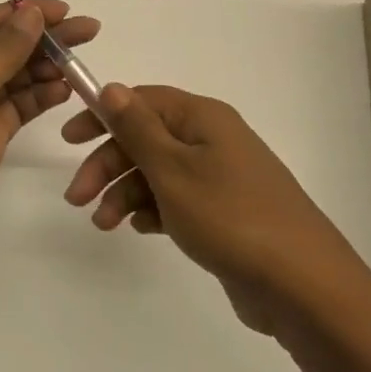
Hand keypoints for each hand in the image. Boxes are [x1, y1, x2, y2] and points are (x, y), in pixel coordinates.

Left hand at [0, 0, 101, 256]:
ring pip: (12, 77)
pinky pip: (16, 107)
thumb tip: (31, 12)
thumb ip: (4, 49)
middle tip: (88, 31)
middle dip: (42, 39)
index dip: (23, 12)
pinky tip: (66, 89)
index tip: (64, 9)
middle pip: (1, 47)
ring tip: (80, 62)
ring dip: (44, 68)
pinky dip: (39, 97)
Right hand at [62, 84, 360, 335]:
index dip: (102, 116)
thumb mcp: (172, 169)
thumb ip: (137, 128)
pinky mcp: (225, 212)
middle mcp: (212, 140)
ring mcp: (221, 177)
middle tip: (77, 198)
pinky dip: (153, 209)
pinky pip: (177, 199)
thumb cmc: (229, 217)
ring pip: (158, 172)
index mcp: (202, 118)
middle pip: (146, 139)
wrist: (301, 284)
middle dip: (108, 165)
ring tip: (105, 224)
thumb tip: (111, 87)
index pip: (141, 101)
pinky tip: (139, 228)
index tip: (69, 140)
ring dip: (125, 192)